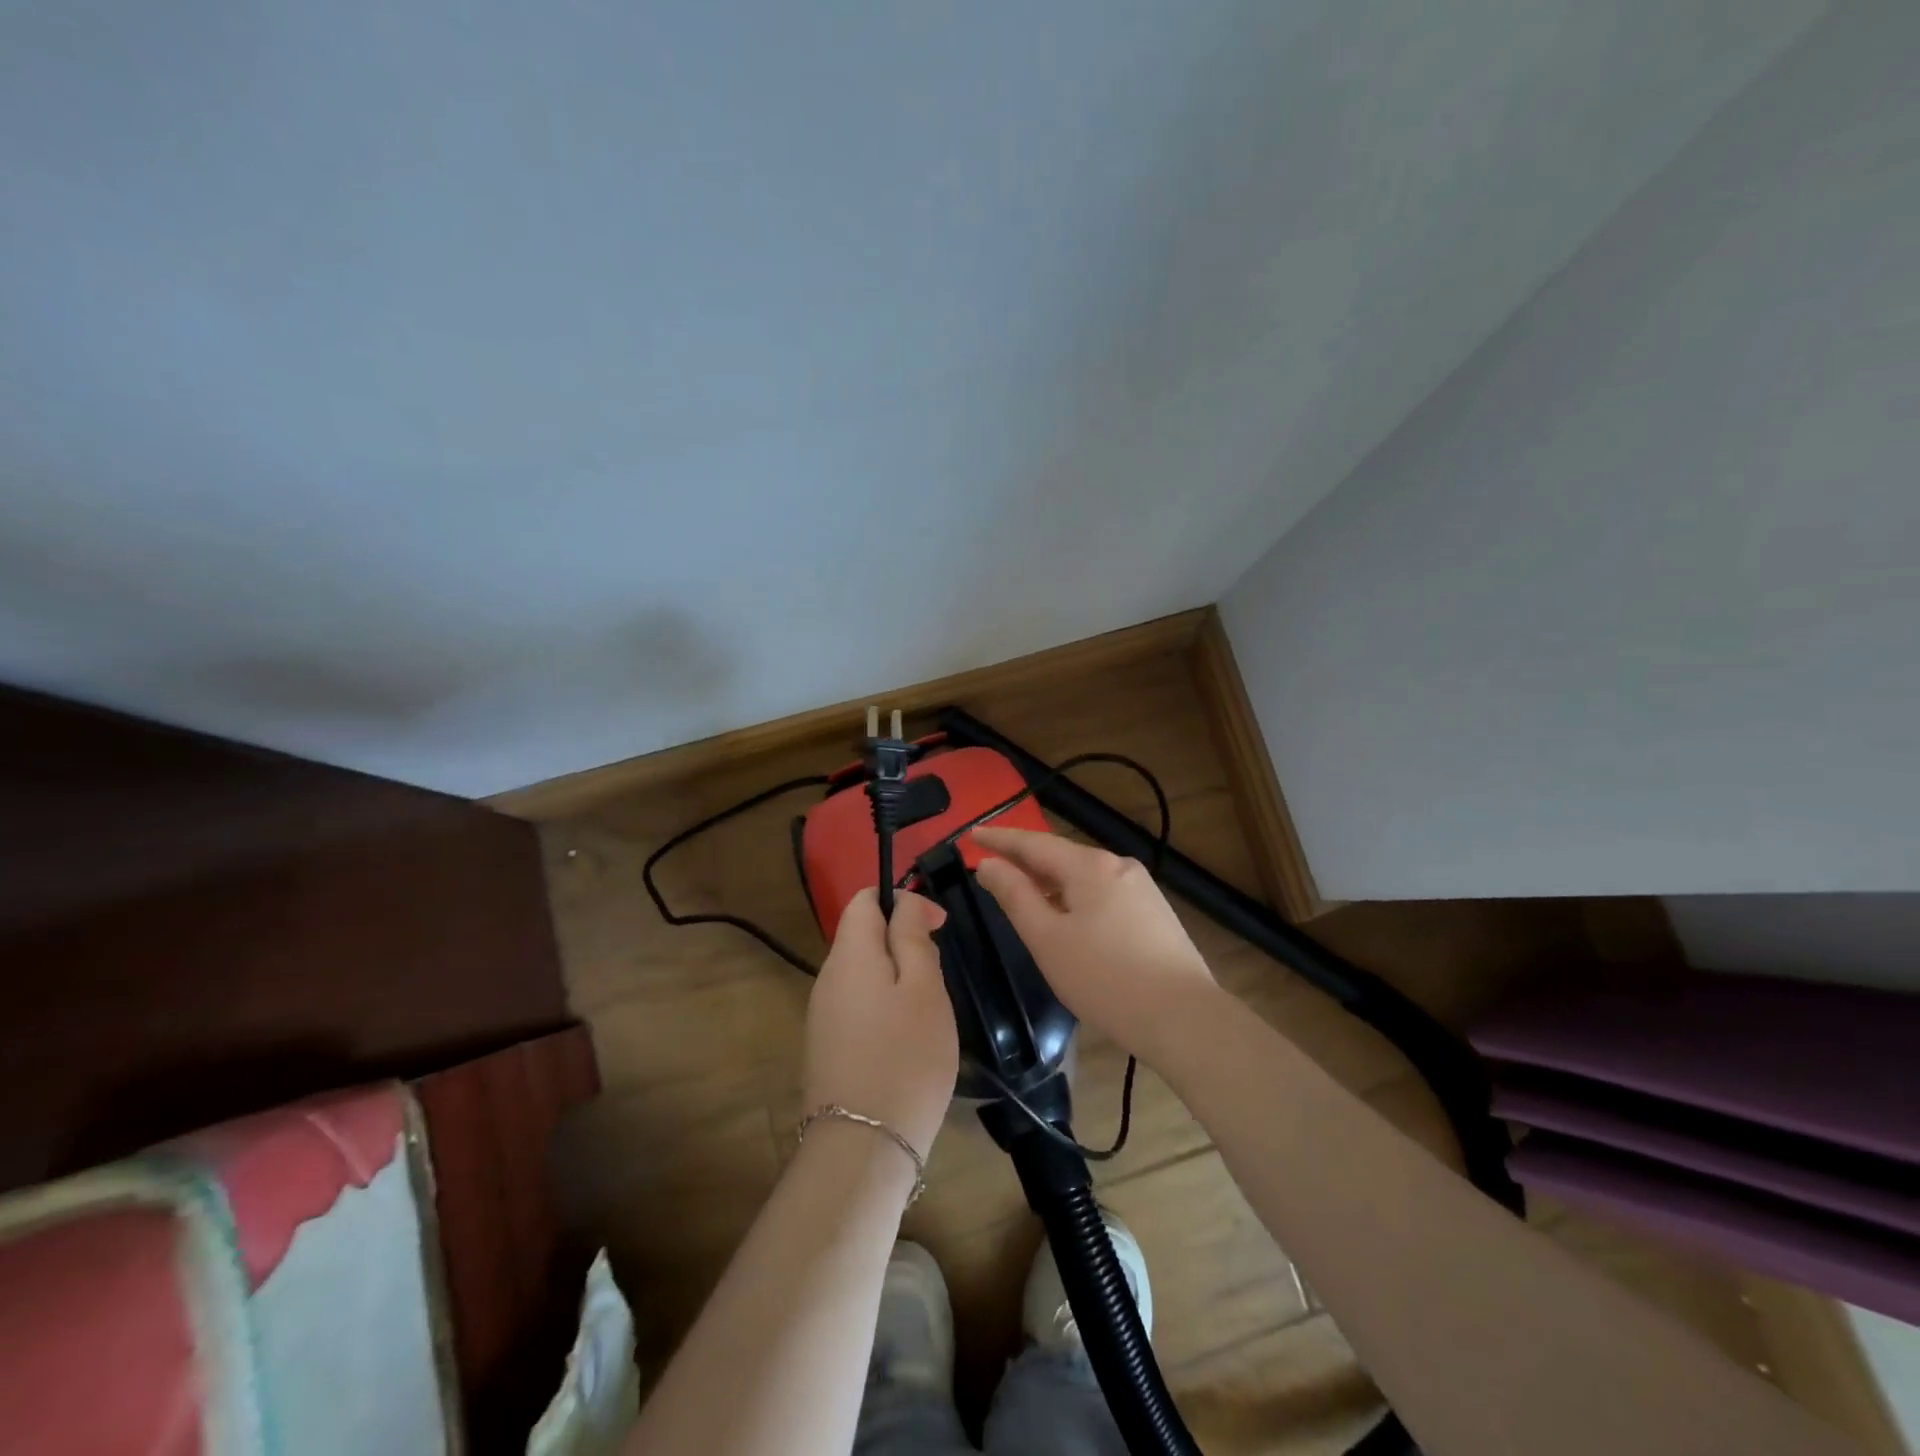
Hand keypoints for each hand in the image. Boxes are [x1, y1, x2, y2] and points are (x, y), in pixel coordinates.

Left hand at [802, 888, 958, 1160]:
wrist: (863, 1147)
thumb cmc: (905, 1056)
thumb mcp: (923, 988)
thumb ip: (912, 936)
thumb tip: (905, 903)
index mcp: (849, 953)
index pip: (864, 899)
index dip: (902, 900)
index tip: (938, 926)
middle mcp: (827, 977)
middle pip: (862, 935)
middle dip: (902, 941)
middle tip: (937, 976)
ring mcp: (822, 1014)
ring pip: (863, 972)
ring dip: (896, 976)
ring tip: (927, 1011)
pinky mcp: (826, 1046)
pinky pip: (857, 1004)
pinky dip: (884, 1005)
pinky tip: (905, 1039)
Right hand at [972, 827, 1217, 1062]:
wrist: (1185, 1018)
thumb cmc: (1105, 979)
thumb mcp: (1047, 939)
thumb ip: (1015, 896)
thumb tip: (990, 864)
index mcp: (1090, 866)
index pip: (1033, 843)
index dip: (999, 838)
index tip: (971, 834)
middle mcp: (1118, 866)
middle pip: (1061, 856)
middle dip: (1025, 860)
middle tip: (991, 866)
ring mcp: (1141, 889)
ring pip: (1083, 877)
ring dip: (1050, 882)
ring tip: (1023, 893)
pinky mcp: (1154, 913)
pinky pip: (1102, 894)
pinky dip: (1075, 898)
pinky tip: (1067, 919)